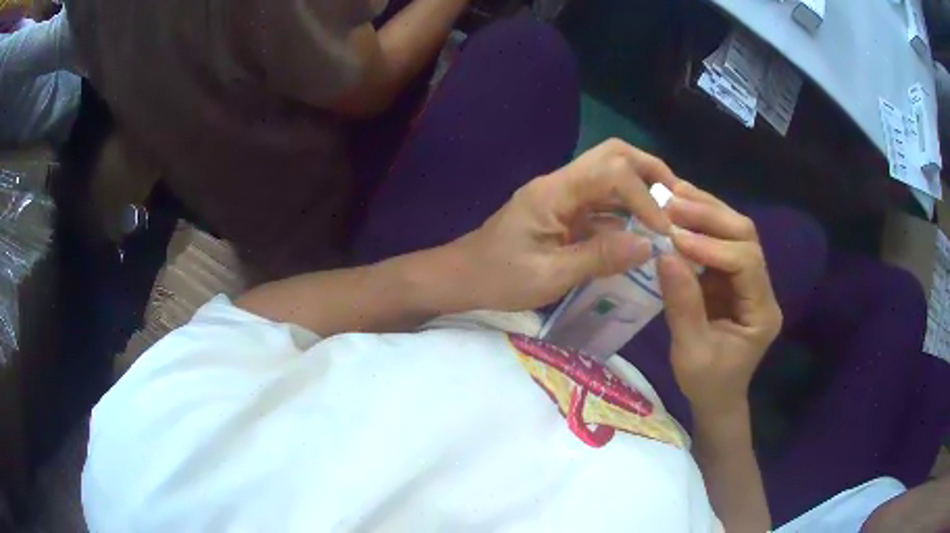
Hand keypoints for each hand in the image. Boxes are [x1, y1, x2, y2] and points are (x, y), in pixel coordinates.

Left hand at [451, 139, 675, 311]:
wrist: (462, 276)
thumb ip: (599, 257)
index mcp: (554, 192)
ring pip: (610, 174)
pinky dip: (627, 210)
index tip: (664, 231)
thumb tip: (649, 246)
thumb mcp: (550, 275)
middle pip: (613, 155)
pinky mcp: (563, 210)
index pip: (612, 172)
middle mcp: (561, 183)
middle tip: (679, 200)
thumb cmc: (498, 278)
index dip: (645, 197)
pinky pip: (602, 201)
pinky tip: (642, 232)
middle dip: (651, 172)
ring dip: (642, 189)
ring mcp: (562, 195)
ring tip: (669, 215)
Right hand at [658, 182, 781, 417]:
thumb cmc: (706, 383)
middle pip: (746, 237)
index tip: (676, 238)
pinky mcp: (732, 277)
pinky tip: (679, 208)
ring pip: (735, 231)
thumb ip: (682, 305)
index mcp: (762, 312)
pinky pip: (720, 241)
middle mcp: (762, 288)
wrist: (716, 397)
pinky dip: (700, 222)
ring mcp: (748, 280)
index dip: (713, 247)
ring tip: (672, 194)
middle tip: (672, 202)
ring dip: (705, 210)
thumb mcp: (691, 352)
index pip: (746, 263)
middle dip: (710, 216)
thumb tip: (664, 254)